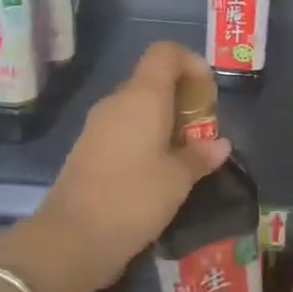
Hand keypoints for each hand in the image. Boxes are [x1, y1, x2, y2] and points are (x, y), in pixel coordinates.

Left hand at [34, 41, 231, 288]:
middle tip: (203, 132)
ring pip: (138, 107)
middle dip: (183, 99)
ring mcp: (98, 125)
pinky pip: (124, 129)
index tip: (208, 92)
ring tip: (186, 155)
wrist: (72, 238)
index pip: (165, 53)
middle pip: (153, 80)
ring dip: (165, 122)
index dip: (191, 62)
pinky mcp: (88, 149)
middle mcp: (117, 102)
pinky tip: (159, 171)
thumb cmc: (133, 198)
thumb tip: (220, 144)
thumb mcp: (178, 179)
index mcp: (142, 97)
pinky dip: (146, 138)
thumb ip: (201, 156)